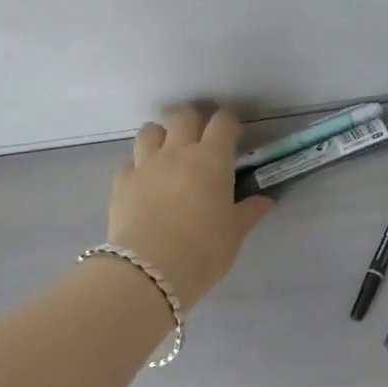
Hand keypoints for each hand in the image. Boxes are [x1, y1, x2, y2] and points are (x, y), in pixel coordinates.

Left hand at [108, 106, 273, 306]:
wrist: (149, 270)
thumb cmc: (203, 251)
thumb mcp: (234, 233)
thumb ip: (249, 212)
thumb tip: (266, 200)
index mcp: (211, 159)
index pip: (222, 122)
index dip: (230, 121)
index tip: (234, 133)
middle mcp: (177, 152)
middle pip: (184, 116)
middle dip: (194, 120)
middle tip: (201, 137)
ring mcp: (145, 164)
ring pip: (150, 130)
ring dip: (161, 135)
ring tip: (168, 152)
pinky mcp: (122, 182)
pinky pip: (130, 162)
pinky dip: (138, 166)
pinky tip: (144, 182)